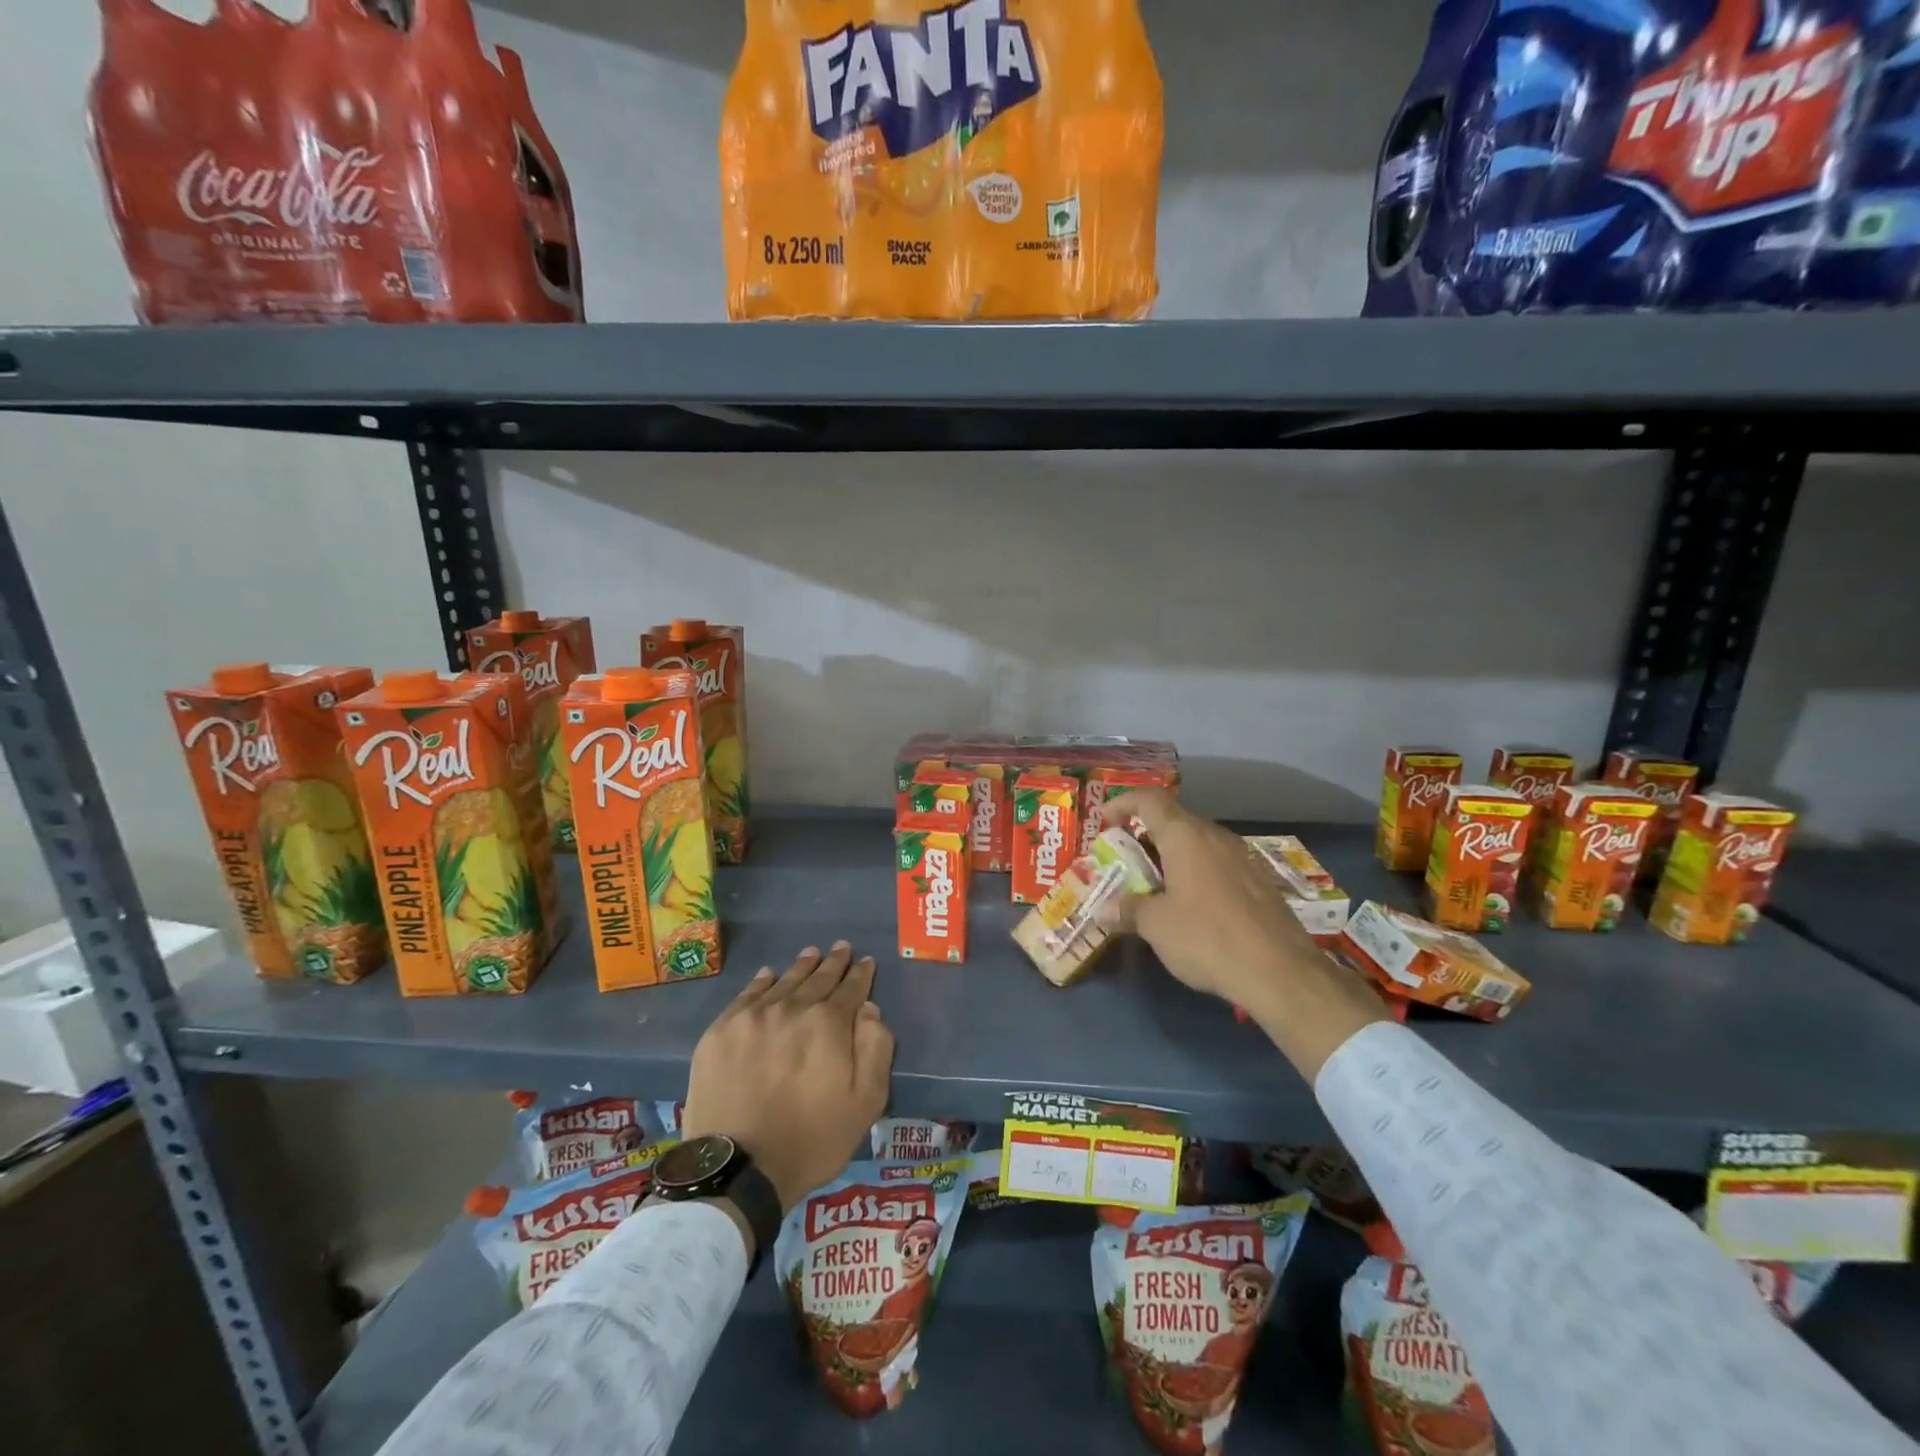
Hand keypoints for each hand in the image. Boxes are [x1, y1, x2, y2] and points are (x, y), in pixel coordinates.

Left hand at [682, 943, 893, 1213]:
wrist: (738, 1169)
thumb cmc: (812, 1140)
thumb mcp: (866, 1103)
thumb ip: (875, 1049)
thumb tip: (870, 1010)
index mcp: (829, 1023)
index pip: (851, 988)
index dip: (861, 974)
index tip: (865, 961)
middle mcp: (792, 1008)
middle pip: (818, 978)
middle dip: (833, 963)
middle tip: (841, 948)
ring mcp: (752, 1017)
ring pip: (784, 981)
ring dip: (801, 966)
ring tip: (811, 953)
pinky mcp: (721, 1031)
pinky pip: (747, 995)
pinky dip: (762, 982)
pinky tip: (768, 975)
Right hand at [1104, 789, 1387, 1081]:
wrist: (1280, 971)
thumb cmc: (1207, 938)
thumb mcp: (1156, 926)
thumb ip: (1127, 910)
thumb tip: (1103, 909)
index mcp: (1185, 836)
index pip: (1149, 800)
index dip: (1122, 803)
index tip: (1104, 823)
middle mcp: (1215, 836)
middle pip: (1174, 820)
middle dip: (1144, 836)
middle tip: (1125, 862)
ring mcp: (1242, 857)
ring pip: (1198, 843)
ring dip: (1171, 856)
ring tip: (1155, 886)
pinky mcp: (1260, 880)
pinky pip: (1218, 863)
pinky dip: (1196, 872)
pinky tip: (1192, 905)